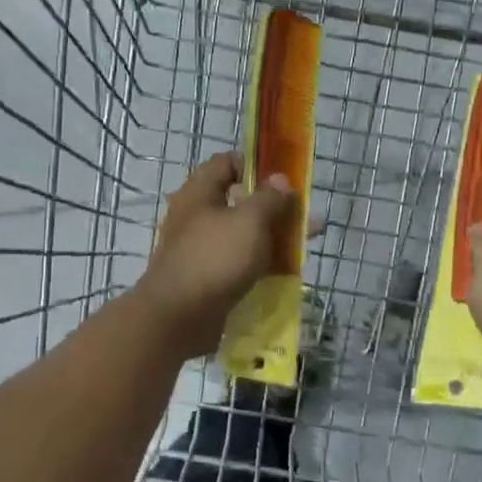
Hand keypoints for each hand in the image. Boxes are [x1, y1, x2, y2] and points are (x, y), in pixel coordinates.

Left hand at [137, 153, 296, 357]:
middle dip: (274, 207)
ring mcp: (200, 248)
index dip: (256, 165)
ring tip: (303, 246)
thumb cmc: (214, 259)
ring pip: (242, 234)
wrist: (177, 318)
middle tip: (305, 216)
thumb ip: (269, 198)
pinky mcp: (206, 277)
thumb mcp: (250, 221)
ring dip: (272, 237)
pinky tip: (284, 273)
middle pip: (239, 200)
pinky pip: (237, 263)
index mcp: (199, 193)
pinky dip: (259, 264)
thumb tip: (281, 179)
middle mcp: (196, 216)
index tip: (284, 179)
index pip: (227, 163)